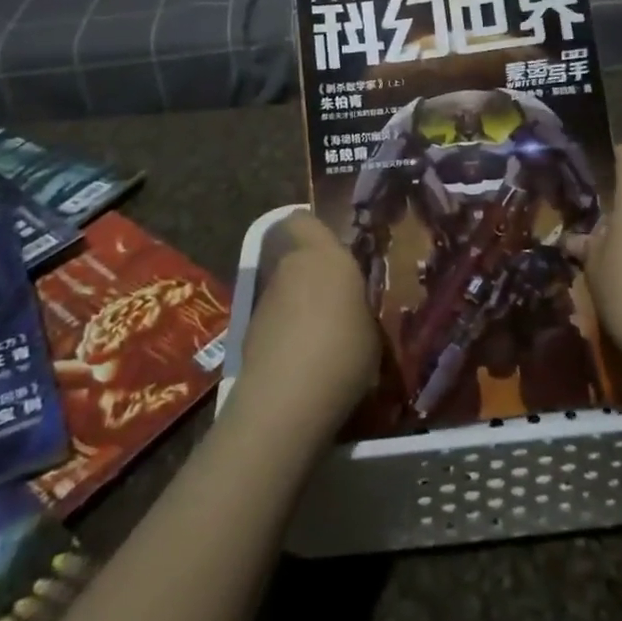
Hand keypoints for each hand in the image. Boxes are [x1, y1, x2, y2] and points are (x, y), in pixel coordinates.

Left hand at [232, 212, 381, 438]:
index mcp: (323, 255)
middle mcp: (288, 268)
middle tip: (340, 300)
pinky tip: (306, 362)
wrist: (285, 400)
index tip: (337, 250)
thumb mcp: (372, 327)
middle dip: (313, 274)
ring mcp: (264, 301)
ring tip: (326, 338)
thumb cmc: (343, 351)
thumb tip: (356, 308)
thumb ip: (360, 306)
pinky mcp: (249, 334)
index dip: (314, 231)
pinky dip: (287, 334)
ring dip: (299, 306)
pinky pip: (275, 322)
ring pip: (284, 291)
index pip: (303, 219)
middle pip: (295, 258)